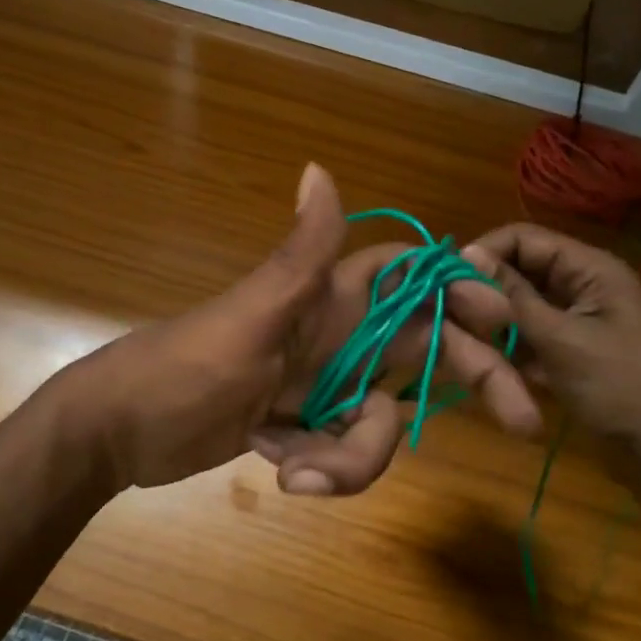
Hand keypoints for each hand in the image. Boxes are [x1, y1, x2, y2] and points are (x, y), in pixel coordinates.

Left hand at [53, 165, 541, 497]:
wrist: (119, 433)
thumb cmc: (183, 367)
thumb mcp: (248, 315)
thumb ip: (299, 255)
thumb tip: (320, 168)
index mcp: (327, 297)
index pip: (411, 276)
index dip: (460, 287)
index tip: (504, 319)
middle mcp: (337, 335)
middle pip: (425, 347)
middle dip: (471, 378)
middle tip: (521, 422)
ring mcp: (324, 385)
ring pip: (385, 416)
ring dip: (357, 453)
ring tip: (300, 472)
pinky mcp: (305, 427)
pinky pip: (345, 449)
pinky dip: (324, 467)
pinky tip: (277, 467)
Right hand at [461, 223, 640, 513]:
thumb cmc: (621, 390)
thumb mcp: (562, 340)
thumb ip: (512, 297)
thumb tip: (465, 254)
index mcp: (592, 269)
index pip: (525, 238)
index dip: (485, 252)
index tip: (446, 279)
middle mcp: (583, 284)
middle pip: (521, 270)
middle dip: (486, 288)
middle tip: (452, 315)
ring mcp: (578, 319)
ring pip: (522, 304)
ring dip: (496, 320)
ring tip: (466, 341)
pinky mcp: (571, 349)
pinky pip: (531, 334)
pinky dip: (510, 345)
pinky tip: (490, 364)